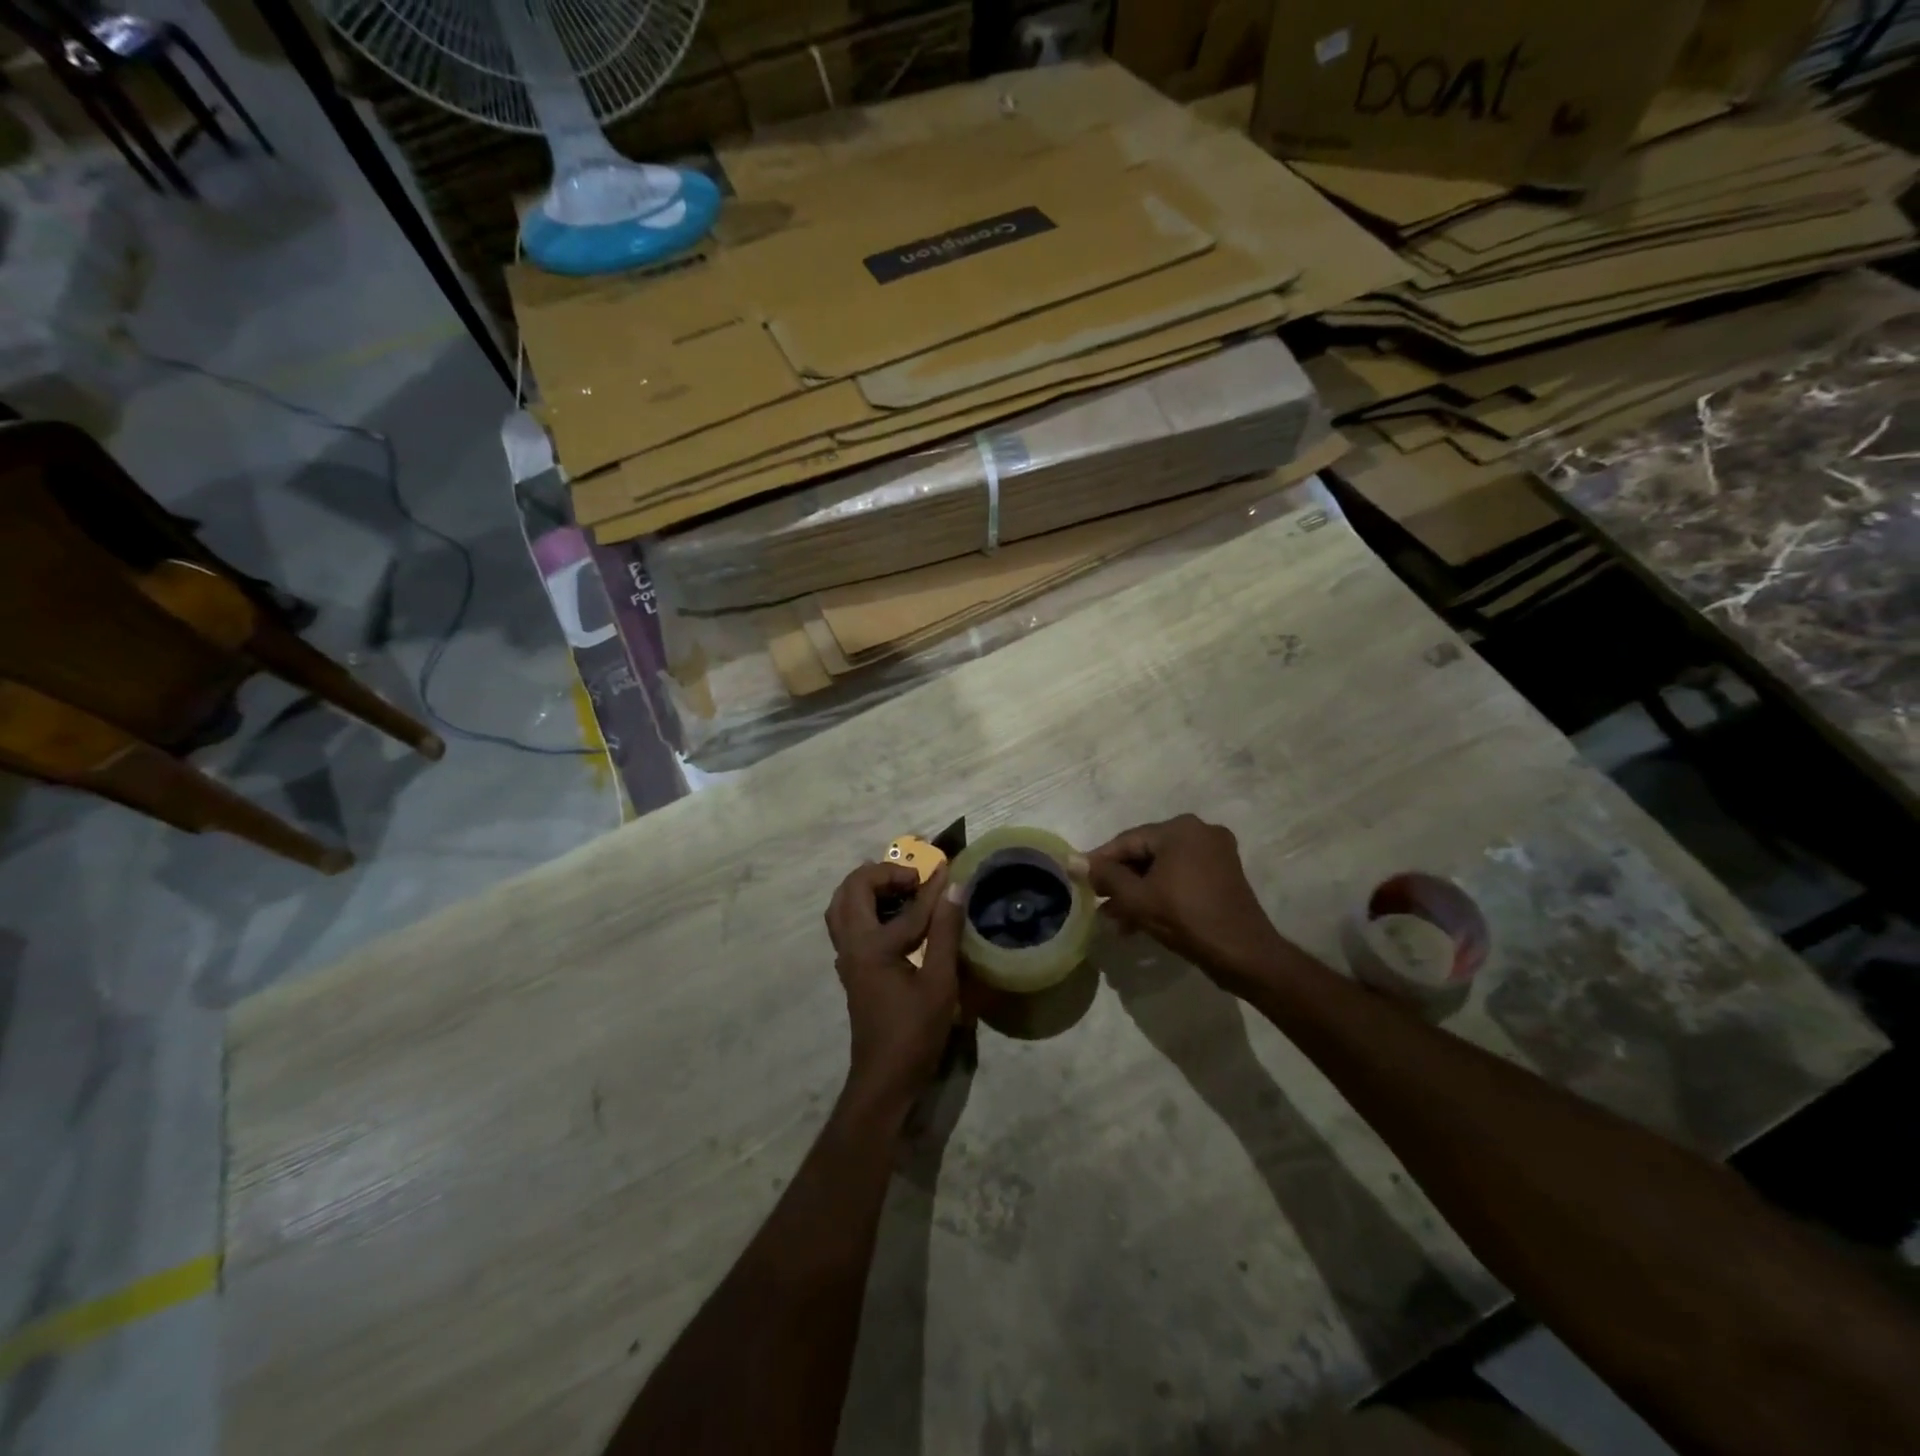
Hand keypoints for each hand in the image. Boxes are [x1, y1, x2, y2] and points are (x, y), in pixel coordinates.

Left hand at [825, 862, 964, 1123]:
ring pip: (843, 906)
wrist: (884, 1081)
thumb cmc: (914, 1034)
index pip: (906, 905)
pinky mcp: (852, 969)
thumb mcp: (940, 983)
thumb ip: (946, 932)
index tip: (948, 864)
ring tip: (901, 887)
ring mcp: (847, 958)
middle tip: (915, 877)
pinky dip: (865, 906)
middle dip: (883, 873)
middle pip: (852, 890)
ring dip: (867, 887)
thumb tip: (955, 887)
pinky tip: (893, 915)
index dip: (931, 885)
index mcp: (871, 946)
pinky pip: (848, 922)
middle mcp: (851, 945)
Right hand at [1085, 815, 1286, 984]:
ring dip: (1138, 891)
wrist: (1244, 954)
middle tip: (1098, 903)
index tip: (1079, 879)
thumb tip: (1073, 861)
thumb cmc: (1186, 918)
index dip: (1100, 861)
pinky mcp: (1224, 874)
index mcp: (1180, 829)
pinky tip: (1140, 920)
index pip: (1127, 841)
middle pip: (1145, 854)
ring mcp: (1216, 852)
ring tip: (1115, 919)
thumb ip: (1104, 876)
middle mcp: (1200, 831)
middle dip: (1120, 881)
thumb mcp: (1137, 898)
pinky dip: (1161, 893)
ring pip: (1163, 868)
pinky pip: (1181, 877)